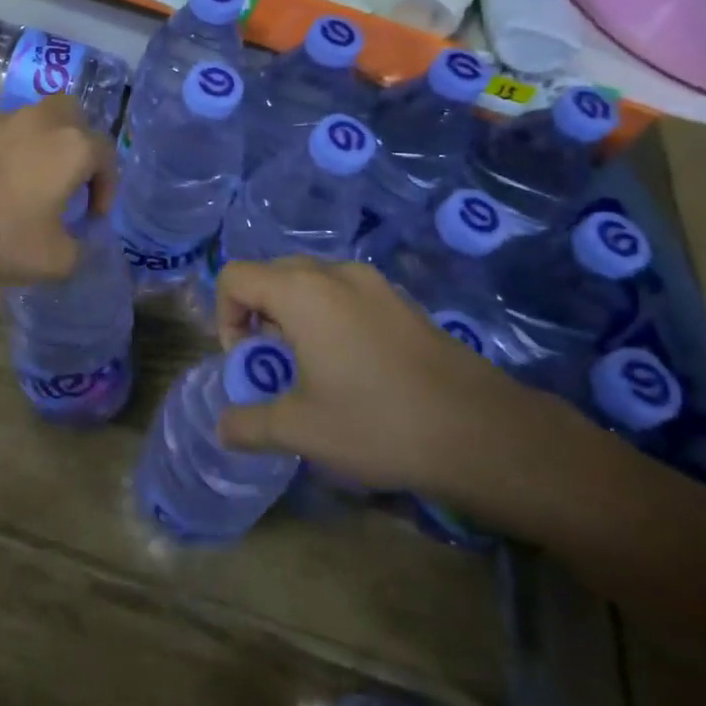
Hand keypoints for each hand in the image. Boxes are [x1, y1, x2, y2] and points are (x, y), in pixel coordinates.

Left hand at [0, 95, 115, 283]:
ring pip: (34, 121)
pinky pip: (1, 134)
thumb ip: (78, 251)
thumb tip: (75, 244)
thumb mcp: (54, 260)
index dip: (107, 187)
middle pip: (73, 115)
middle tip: (70, 177)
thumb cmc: (0, 234)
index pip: (106, 155)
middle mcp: (42, 121)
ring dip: (41, 146)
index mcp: (72, 146)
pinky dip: (7, 151)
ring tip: (29, 184)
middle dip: (78, 143)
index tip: (94, 215)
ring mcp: (1, 120)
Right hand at [214, 257, 559, 505]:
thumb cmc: (378, 423)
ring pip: (310, 282)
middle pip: (271, 274)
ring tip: (313, 368)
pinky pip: (345, 293)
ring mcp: (373, 282)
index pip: (235, 276)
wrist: (482, 432)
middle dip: (258, 315)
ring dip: (294, 316)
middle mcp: (334, 273)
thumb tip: (222, 428)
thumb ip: (250, 424)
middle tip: (276, 364)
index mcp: (301, 291)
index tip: (248, 361)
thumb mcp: (302, 431)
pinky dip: (329, 317)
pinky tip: (354, 367)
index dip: (225, 317)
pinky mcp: (401, 300)